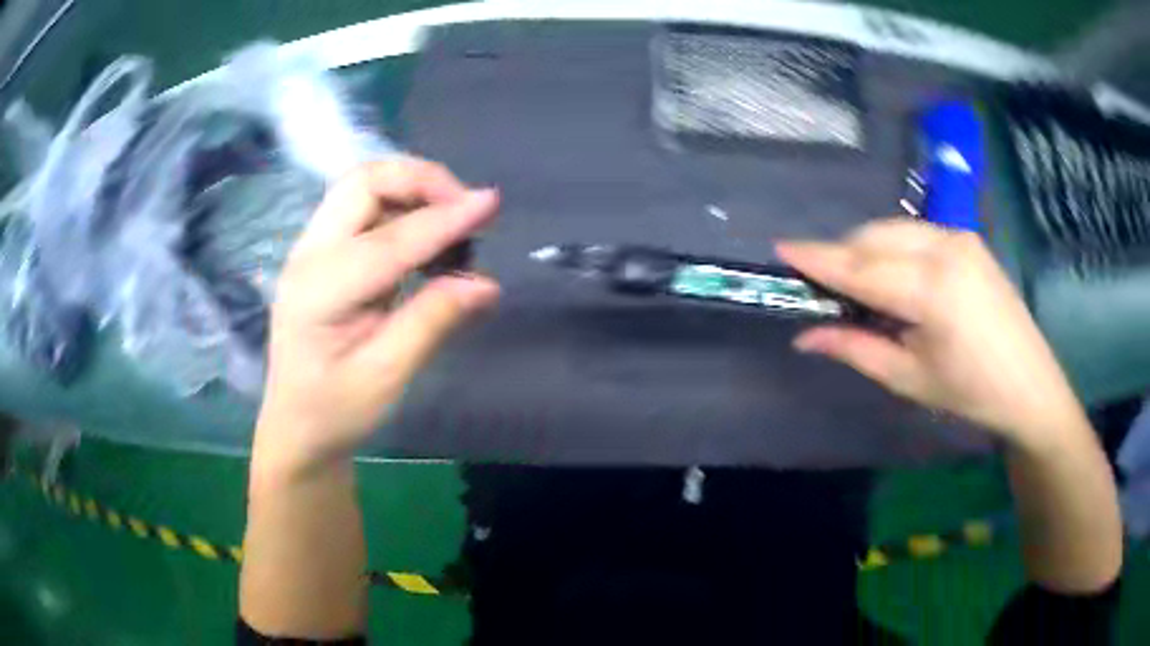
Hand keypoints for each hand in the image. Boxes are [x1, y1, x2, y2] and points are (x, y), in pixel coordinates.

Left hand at [254, 159, 499, 477]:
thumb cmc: (337, 410)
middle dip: (421, 181)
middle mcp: (308, 255)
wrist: (296, 426)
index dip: (444, 219)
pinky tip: (425, 238)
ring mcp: (310, 249)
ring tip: (451, 221)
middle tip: (466, 209)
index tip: (491, 204)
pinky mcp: (321, 252)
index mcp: (320, 291)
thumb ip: (432, 321)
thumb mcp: (387, 375)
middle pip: (364, 182)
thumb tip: (486, 283)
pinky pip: (362, 207)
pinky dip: (401, 207)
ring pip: (362, 186)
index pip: (390, 240)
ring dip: (412, 190)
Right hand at [776, 218, 1086, 445]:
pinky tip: (893, 275)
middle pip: (874, 237)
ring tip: (856, 284)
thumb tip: (806, 336)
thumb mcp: (909, 378)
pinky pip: (916, 232)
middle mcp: (945, 248)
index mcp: (932, 290)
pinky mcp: (968, 238)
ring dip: (866, 249)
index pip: (861, 267)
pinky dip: (892, 247)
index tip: (781, 249)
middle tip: (821, 284)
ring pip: (894, 229)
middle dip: (842, 254)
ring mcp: (960, 237)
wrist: (1029, 384)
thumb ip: (856, 349)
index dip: (818, 258)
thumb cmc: (969, 392)